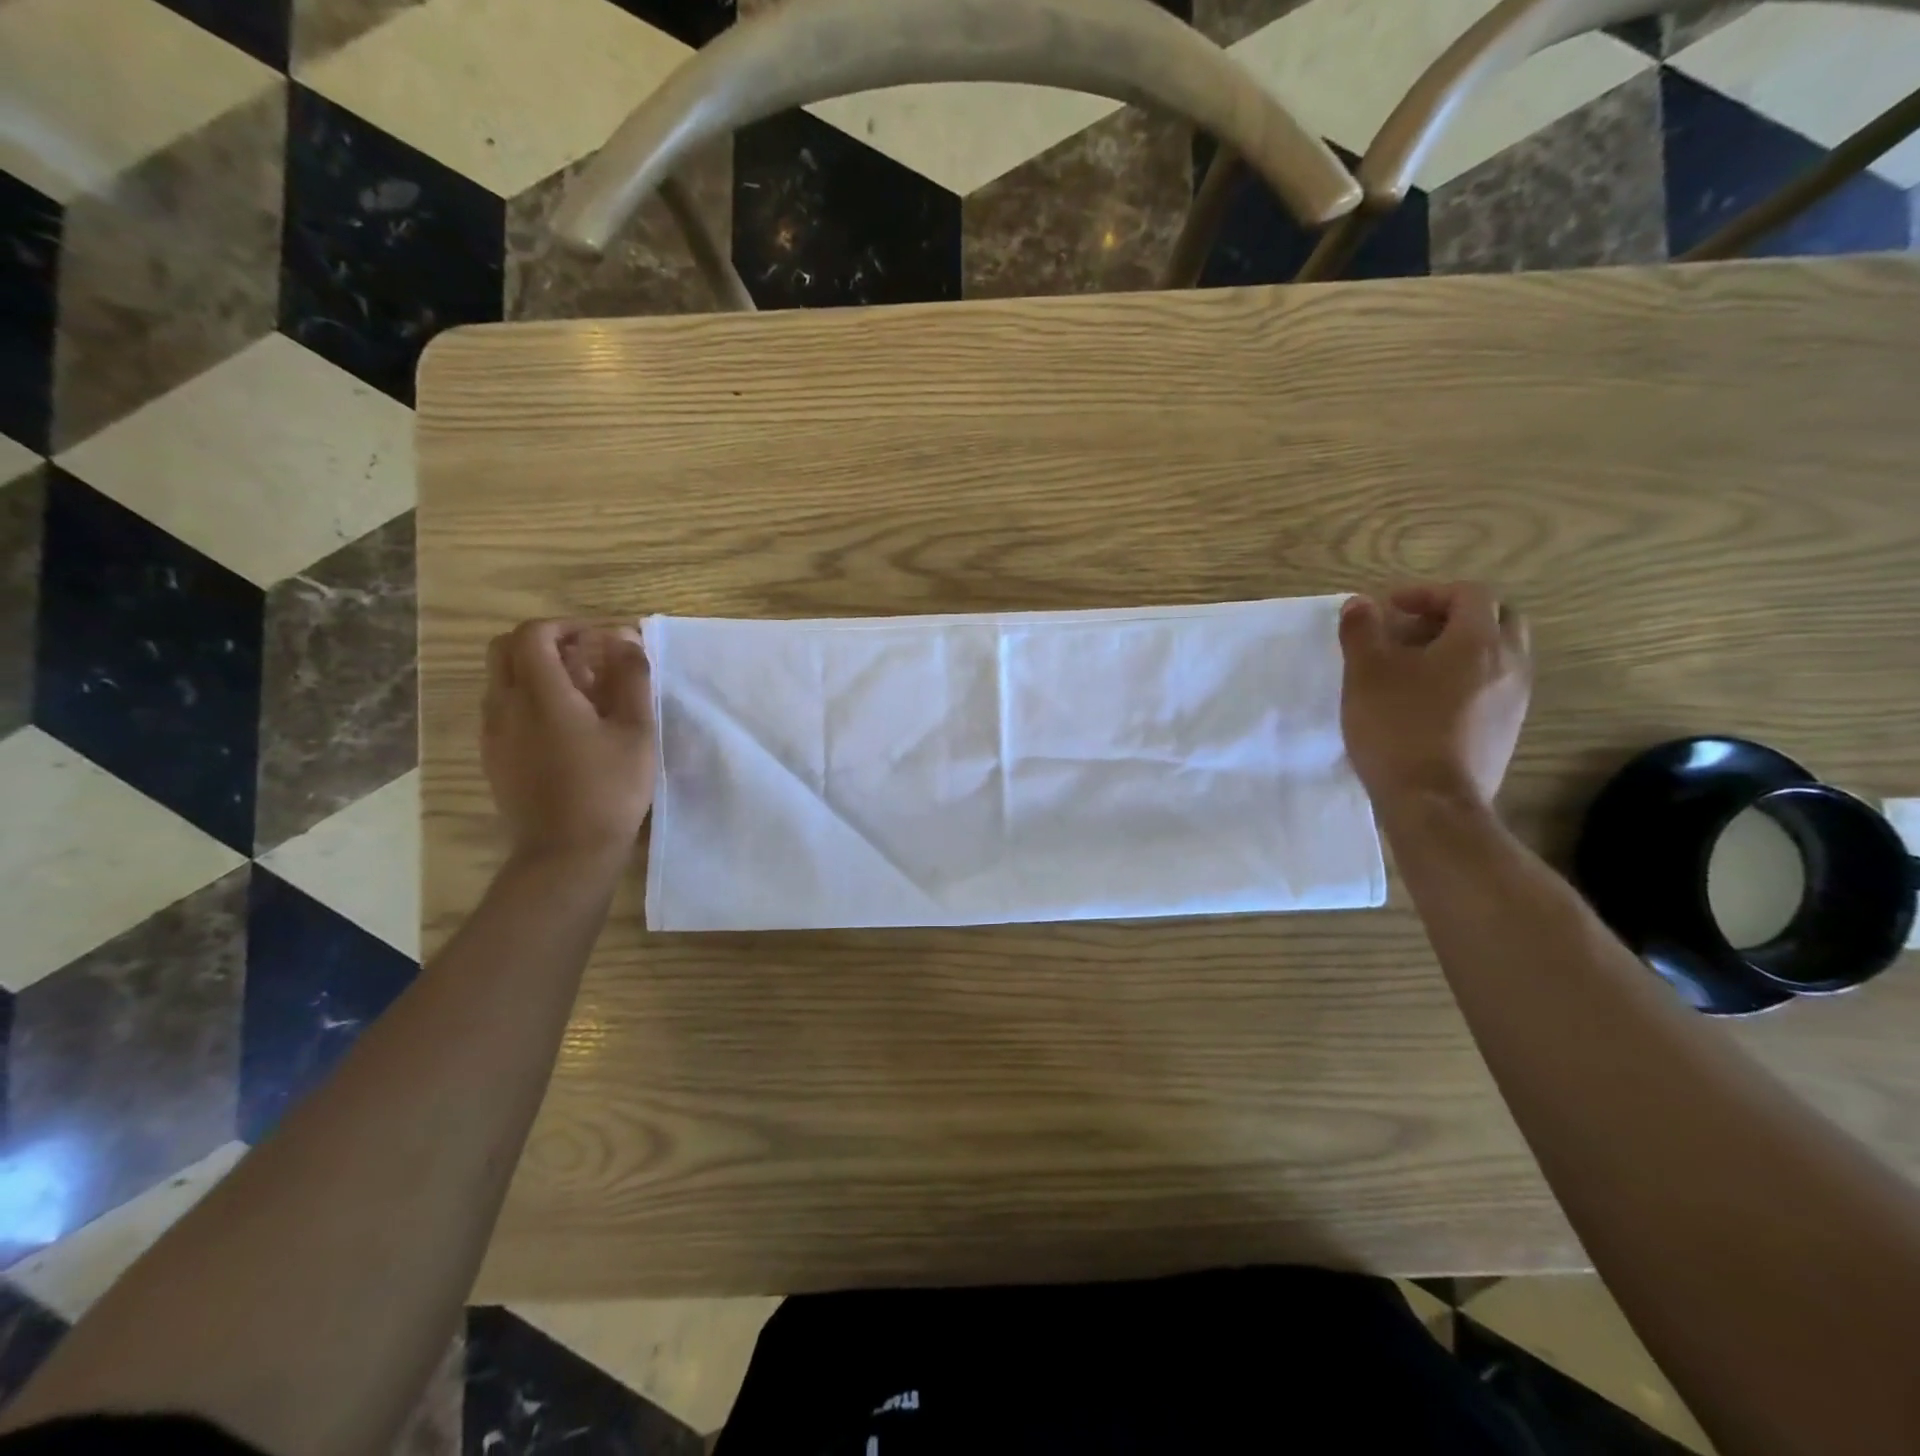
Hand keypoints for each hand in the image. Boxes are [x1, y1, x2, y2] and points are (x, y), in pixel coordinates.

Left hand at [482, 620, 655, 866]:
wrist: (566, 853)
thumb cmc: (609, 789)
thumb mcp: (636, 731)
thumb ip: (632, 679)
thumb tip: (626, 640)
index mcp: (540, 693)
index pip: (533, 634)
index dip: (565, 627)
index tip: (599, 640)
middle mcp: (504, 705)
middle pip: (505, 649)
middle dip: (544, 643)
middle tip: (585, 659)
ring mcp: (493, 733)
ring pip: (501, 680)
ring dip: (535, 671)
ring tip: (581, 694)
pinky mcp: (493, 757)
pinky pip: (502, 709)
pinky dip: (528, 699)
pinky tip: (565, 727)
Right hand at [1337, 582, 1531, 810]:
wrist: (1432, 801)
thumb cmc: (1397, 727)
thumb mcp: (1366, 673)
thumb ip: (1362, 631)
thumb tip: (1361, 604)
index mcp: (1478, 642)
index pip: (1469, 594)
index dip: (1428, 593)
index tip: (1391, 607)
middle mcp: (1509, 664)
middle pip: (1496, 620)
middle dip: (1454, 617)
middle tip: (1412, 630)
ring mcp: (1514, 700)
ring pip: (1497, 656)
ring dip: (1460, 650)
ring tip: (1414, 668)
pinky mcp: (1505, 731)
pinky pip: (1492, 688)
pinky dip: (1464, 680)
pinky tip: (1426, 703)